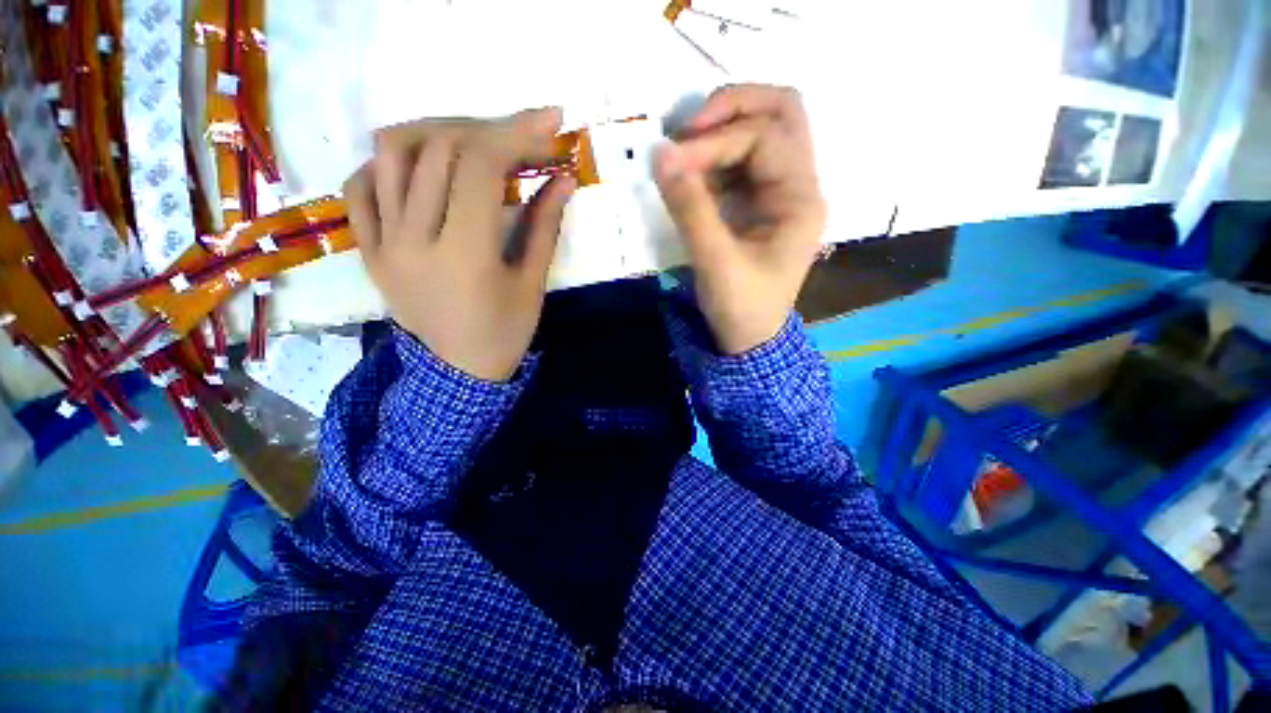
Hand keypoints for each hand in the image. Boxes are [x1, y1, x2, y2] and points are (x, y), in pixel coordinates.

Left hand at [343, 109, 575, 381]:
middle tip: (520, 135)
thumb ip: (545, 226)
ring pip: (391, 154)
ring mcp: (381, 242)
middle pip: (439, 149)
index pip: (480, 166)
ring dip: (437, 133)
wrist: (459, 372)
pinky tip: (420, 168)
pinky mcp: (366, 248)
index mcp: (465, 254)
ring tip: (471, 142)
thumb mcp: (533, 284)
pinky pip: (359, 186)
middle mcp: (414, 239)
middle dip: (487, 128)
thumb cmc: (506, 332)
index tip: (548, 125)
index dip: (516, 134)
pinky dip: (388, 163)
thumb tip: (563, 178)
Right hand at [654, 85, 825, 354]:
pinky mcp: (757, 203)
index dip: (715, 140)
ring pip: (760, 130)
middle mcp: (797, 185)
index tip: (672, 161)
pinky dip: (713, 157)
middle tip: (688, 127)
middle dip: (732, 107)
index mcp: (800, 199)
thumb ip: (690, 208)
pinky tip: (690, 173)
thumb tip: (660, 154)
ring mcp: (778, 192)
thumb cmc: (742, 307)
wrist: (749, 339)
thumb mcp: (715, 262)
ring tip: (682, 151)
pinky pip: (740, 161)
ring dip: (721, 131)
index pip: (764, 137)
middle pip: (781, 111)